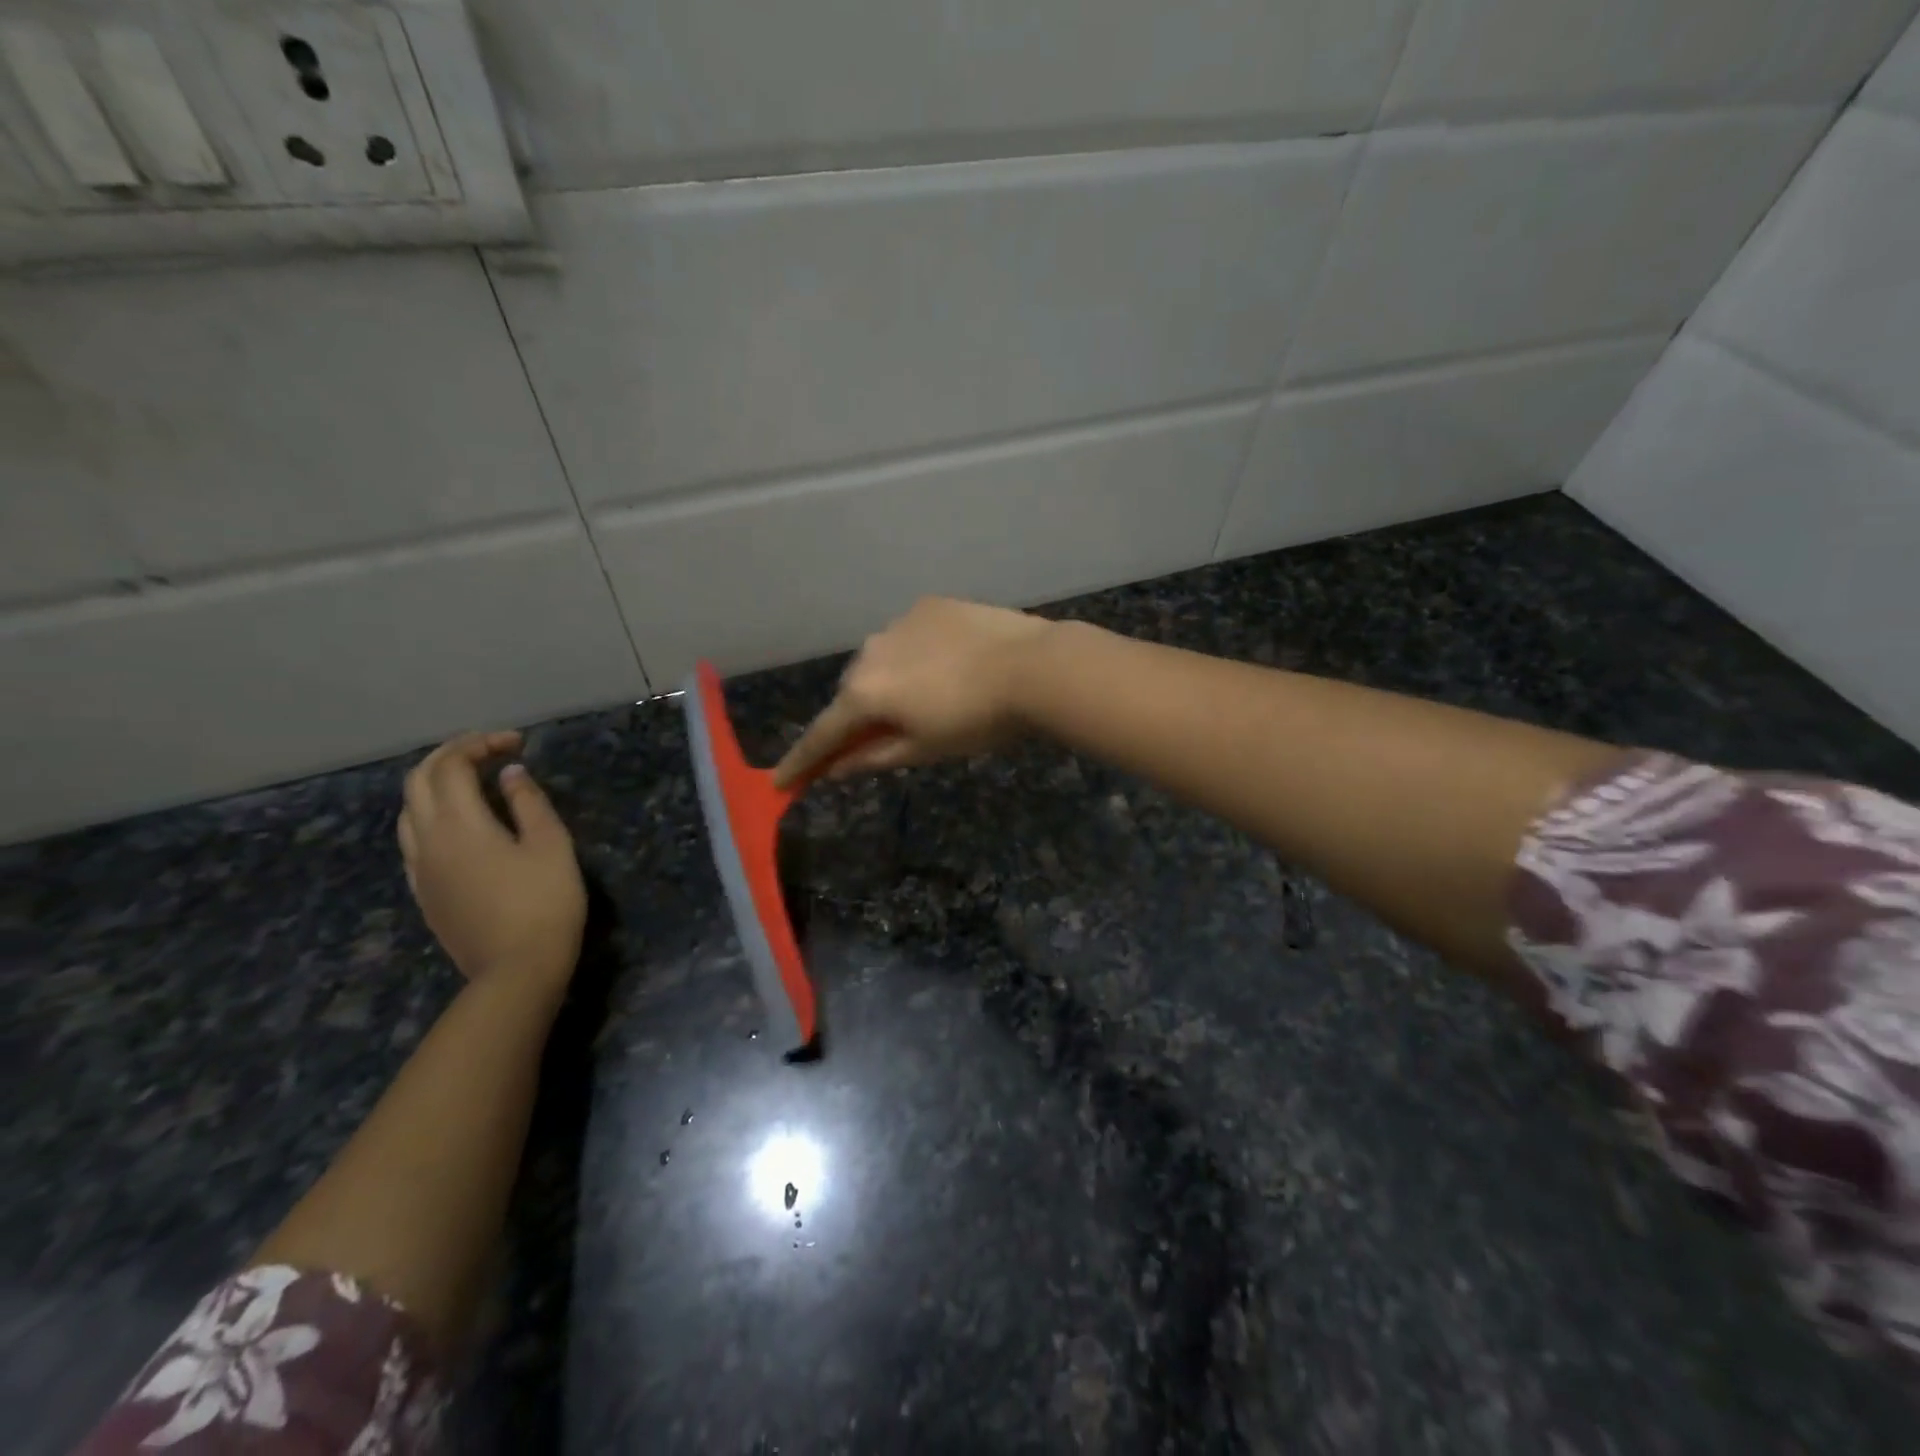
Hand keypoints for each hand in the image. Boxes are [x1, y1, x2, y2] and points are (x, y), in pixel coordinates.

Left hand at [397, 731, 585, 996]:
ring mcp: (420, 869)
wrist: (516, 970)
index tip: (517, 743)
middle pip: (419, 781)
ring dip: (435, 784)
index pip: (452, 766)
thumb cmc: (545, 902)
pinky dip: (431, 815)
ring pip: (408, 810)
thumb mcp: (551, 845)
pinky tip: (460, 826)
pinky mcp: (424, 892)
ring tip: (473, 783)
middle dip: (451, 756)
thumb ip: (528, 803)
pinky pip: (412, 840)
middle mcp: (427, 840)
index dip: (480, 744)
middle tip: (490, 752)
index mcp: (460, 824)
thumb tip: (509, 773)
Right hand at [773, 597, 1055, 788]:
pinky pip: (909, 636)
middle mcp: (869, 652)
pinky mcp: (928, 605)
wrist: (1032, 667)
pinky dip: (916, 654)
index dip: (802, 761)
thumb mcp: (924, 748)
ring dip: (889, 680)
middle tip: (881, 735)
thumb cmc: (977, 721)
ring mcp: (898, 622)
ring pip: (880, 660)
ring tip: (929, 695)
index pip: (823, 734)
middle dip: (859, 716)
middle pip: (852, 693)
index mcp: (864, 693)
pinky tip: (947, 664)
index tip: (782, 781)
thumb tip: (834, 769)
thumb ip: (872, 757)